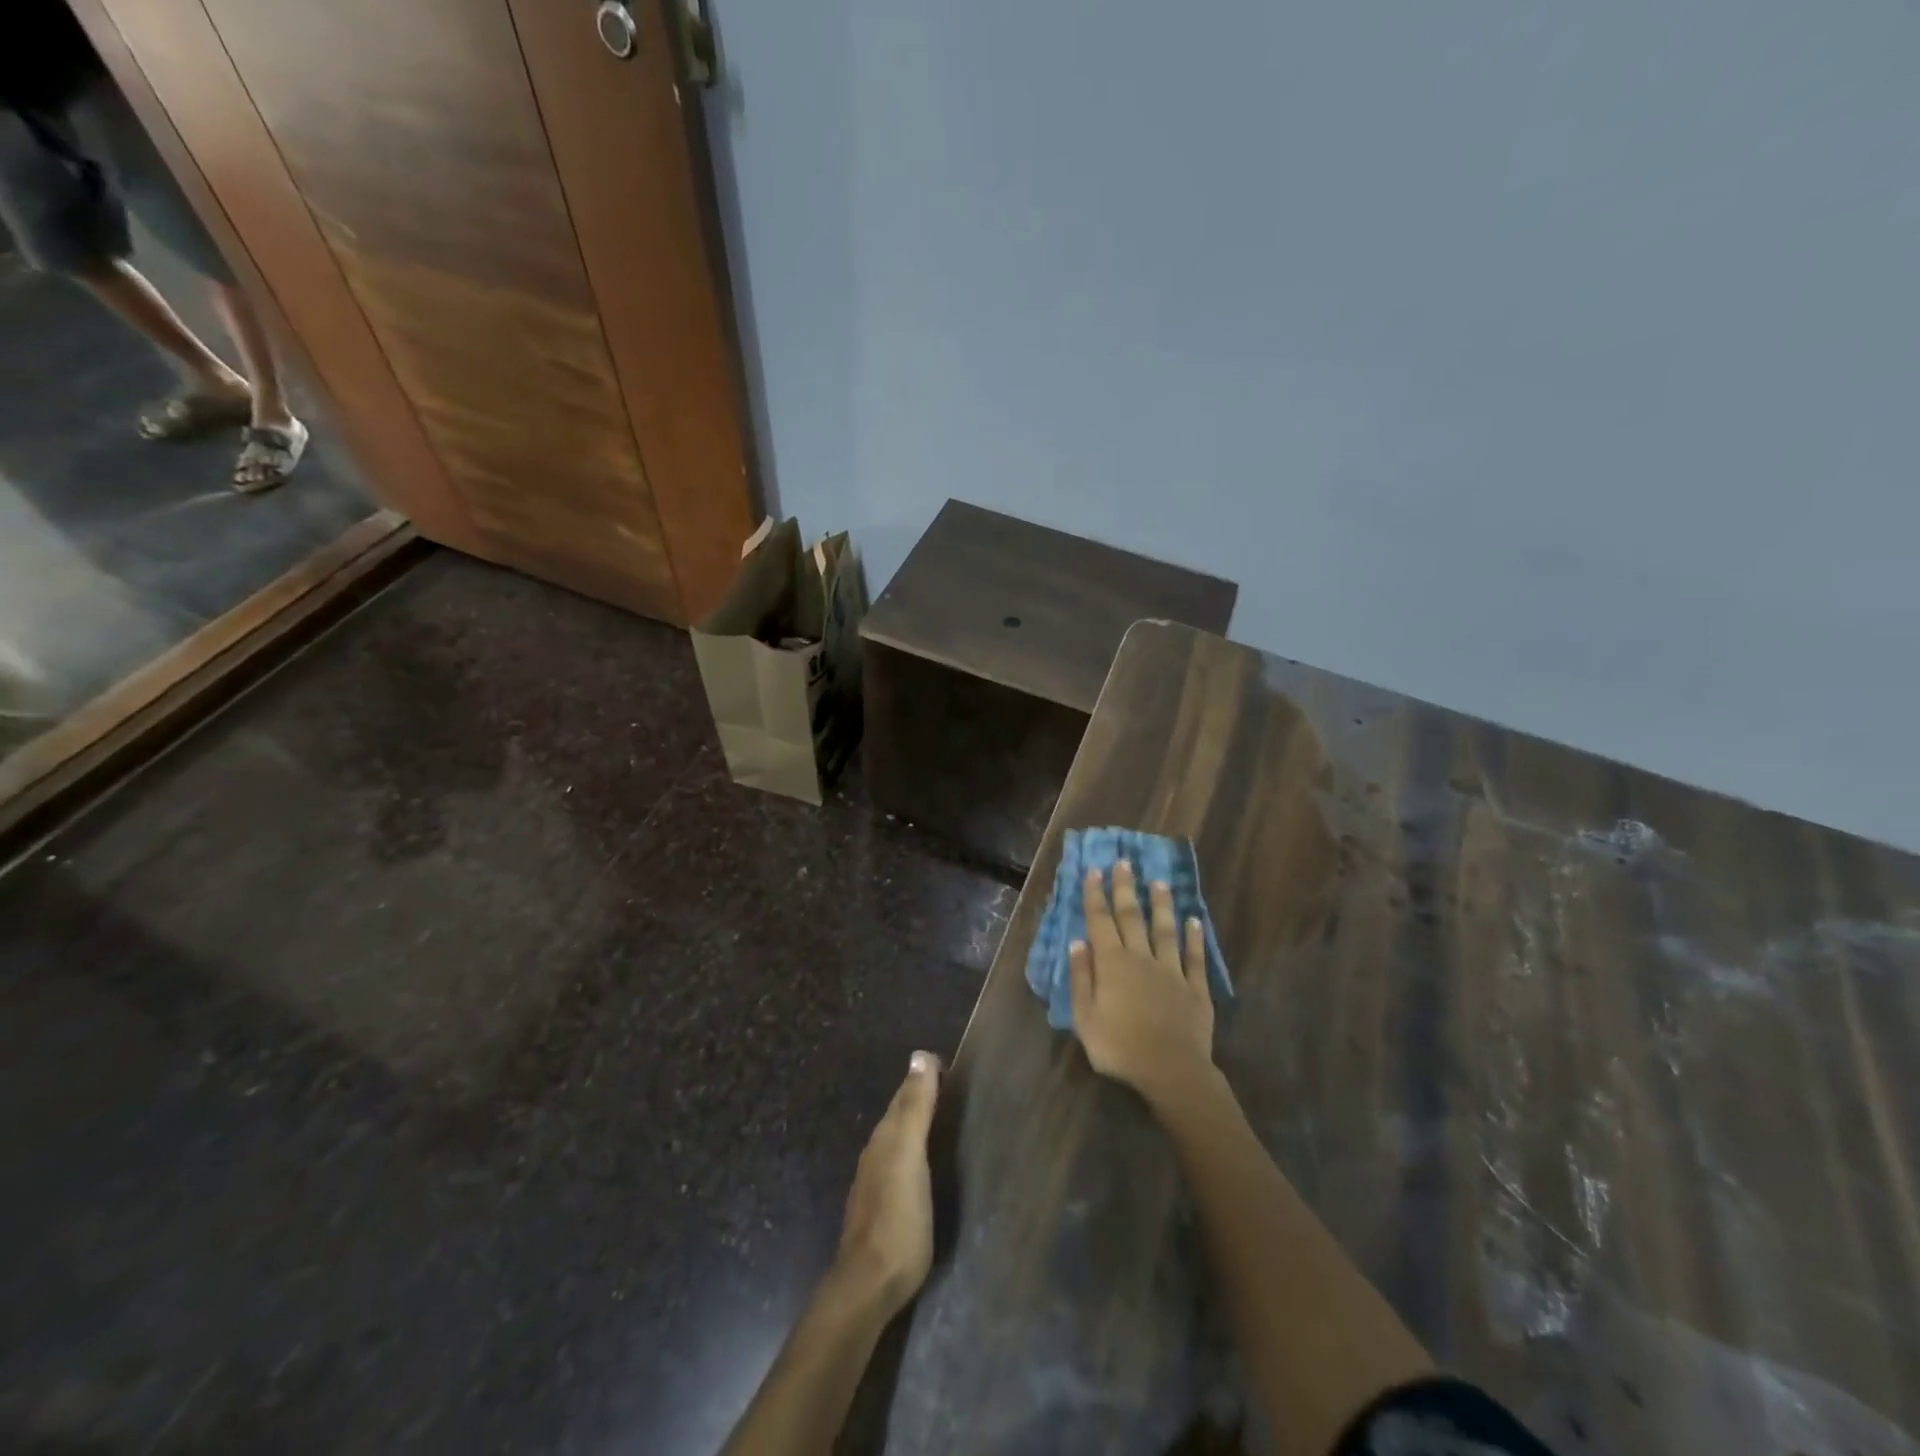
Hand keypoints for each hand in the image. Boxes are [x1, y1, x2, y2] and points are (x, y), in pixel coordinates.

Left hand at [835, 1051, 941, 1315]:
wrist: (869, 1285)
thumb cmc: (897, 1217)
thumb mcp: (910, 1156)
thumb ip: (915, 1108)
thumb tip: (920, 1055)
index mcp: (885, 1137)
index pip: (904, 1095)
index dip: (924, 1078)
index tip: (948, 1065)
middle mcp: (876, 1153)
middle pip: (899, 1116)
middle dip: (920, 1098)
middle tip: (952, 1087)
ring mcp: (876, 1184)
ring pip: (898, 1141)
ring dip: (917, 1127)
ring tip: (944, 1120)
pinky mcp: (882, 1210)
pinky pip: (899, 1166)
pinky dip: (914, 1154)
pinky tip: (926, 1165)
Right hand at [1070, 861, 1216, 1108]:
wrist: (1171, 1070)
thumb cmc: (1119, 1046)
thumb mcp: (1085, 1017)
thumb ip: (1080, 978)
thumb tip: (1077, 942)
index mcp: (1112, 964)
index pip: (1100, 921)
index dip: (1096, 895)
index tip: (1094, 871)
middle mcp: (1141, 958)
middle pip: (1132, 917)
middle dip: (1126, 888)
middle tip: (1124, 862)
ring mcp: (1171, 971)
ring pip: (1165, 930)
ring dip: (1161, 905)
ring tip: (1159, 882)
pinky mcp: (1195, 987)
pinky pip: (1194, 957)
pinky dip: (1194, 937)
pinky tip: (1195, 921)